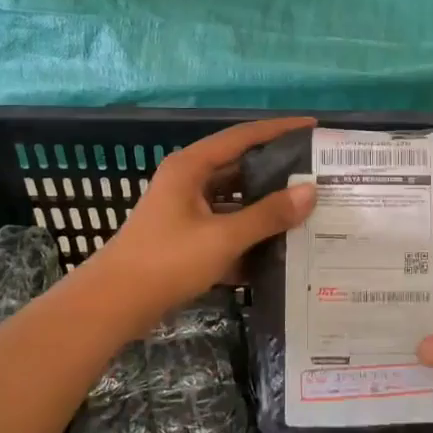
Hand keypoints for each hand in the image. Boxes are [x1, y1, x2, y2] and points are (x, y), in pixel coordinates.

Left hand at [93, 116, 318, 319]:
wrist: (115, 304)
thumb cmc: (167, 261)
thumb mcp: (223, 237)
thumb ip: (268, 215)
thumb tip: (311, 191)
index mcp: (192, 166)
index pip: (243, 136)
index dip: (279, 130)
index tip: (313, 128)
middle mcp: (188, 180)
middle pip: (240, 166)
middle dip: (278, 170)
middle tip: (318, 173)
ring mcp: (186, 209)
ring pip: (235, 198)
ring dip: (266, 204)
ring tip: (307, 208)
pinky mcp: (186, 235)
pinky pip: (226, 224)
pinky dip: (249, 231)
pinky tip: (280, 244)